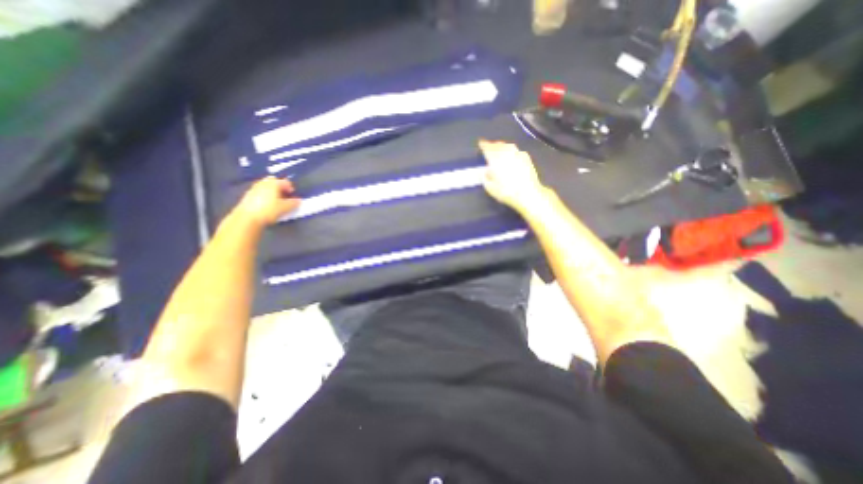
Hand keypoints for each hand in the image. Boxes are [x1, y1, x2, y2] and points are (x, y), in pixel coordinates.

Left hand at [232, 177, 300, 228]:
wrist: (247, 218)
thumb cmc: (269, 210)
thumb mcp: (285, 208)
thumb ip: (293, 203)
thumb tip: (299, 201)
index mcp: (274, 183)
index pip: (286, 182)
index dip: (291, 188)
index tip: (293, 196)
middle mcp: (263, 183)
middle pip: (274, 182)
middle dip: (280, 188)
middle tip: (284, 197)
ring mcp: (254, 188)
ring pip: (266, 187)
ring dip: (272, 192)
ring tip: (276, 202)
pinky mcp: (247, 195)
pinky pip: (260, 192)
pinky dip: (265, 196)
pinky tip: (267, 205)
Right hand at [480, 139, 545, 213]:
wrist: (528, 194)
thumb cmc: (506, 192)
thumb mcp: (490, 188)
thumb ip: (485, 178)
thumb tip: (485, 171)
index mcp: (495, 159)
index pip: (487, 148)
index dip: (483, 145)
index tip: (481, 144)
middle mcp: (506, 153)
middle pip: (498, 145)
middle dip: (493, 145)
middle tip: (489, 147)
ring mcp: (518, 154)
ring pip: (508, 146)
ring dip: (502, 146)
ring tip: (500, 149)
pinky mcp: (527, 158)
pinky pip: (517, 151)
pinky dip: (512, 151)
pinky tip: (511, 156)